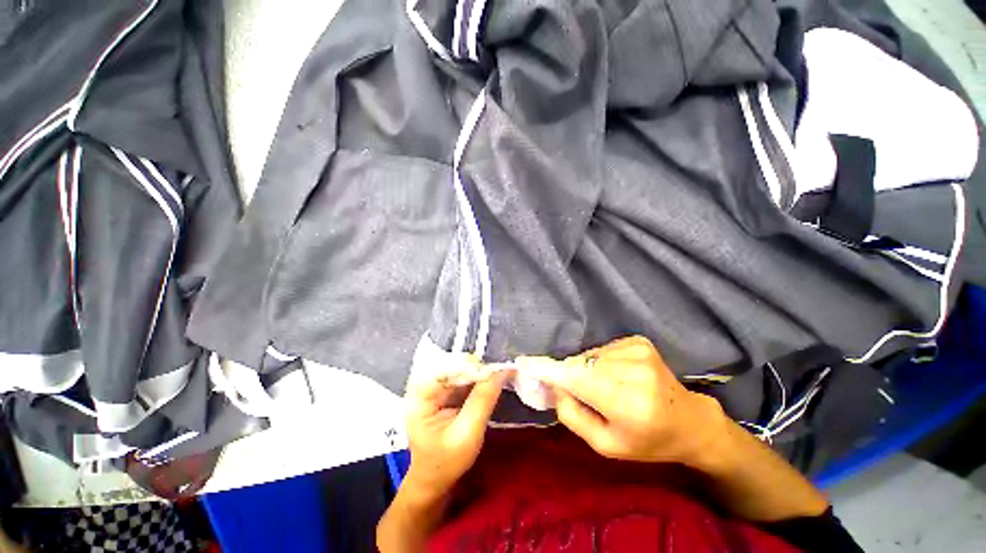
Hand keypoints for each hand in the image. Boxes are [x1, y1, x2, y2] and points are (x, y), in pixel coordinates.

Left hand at [403, 371, 508, 501]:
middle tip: (503, 370)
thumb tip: (502, 371)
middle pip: (455, 365)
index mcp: (422, 395)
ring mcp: (435, 388)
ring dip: (481, 372)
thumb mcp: (467, 434)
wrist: (434, 480)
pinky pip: (464, 379)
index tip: (497, 369)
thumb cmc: (446, 463)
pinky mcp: (444, 393)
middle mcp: (426, 385)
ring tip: (501, 373)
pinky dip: (479, 380)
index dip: (473, 366)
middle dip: (479, 368)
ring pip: (462, 370)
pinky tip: (492, 381)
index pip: (449, 367)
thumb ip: (483, 400)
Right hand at [518, 336, 726, 468]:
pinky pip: (601, 350)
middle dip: (569, 375)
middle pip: (579, 364)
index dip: (548, 369)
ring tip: (605, 387)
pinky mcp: (638, 341)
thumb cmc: (648, 441)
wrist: (690, 421)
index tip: (524, 363)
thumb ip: (572, 415)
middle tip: (579, 393)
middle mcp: (634, 370)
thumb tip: (553, 385)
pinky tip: (617, 376)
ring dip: (586, 369)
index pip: (577, 378)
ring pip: (588, 356)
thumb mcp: (606, 445)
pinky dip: (599, 362)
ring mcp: (638, 351)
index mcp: (629, 404)